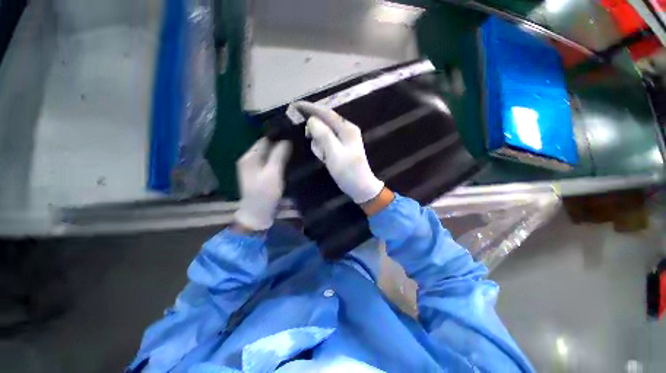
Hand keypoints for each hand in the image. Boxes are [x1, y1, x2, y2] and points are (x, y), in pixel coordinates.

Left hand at [234, 138, 290, 230]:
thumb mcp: (272, 173)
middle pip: (267, 147)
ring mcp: (255, 168)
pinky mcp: (261, 175)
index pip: (265, 139)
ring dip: (281, 153)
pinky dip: (279, 161)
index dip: (279, 136)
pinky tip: (289, 161)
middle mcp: (250, 159)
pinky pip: (271, 163)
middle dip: (281, 144)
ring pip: (270, 155)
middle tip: (297, 143)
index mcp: (249, 156)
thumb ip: (279, 155)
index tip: (294, 135)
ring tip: (296, 151)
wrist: (258, 214)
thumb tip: (287, 139)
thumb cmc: (264, 193)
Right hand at [291, 101, 384, 203]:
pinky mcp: (341, 147)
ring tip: (322, 156)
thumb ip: (323, 135)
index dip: (310, 108)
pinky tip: (325, 158)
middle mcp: (346, 130)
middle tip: (309, 140)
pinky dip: (323, 148)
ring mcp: (345, 139)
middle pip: (325, 122)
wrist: (361, 187)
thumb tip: (312, 120)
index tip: (295, 106)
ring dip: (319, 142)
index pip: (326, 113)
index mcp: (347, 129)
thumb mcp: (334, 154)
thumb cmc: (348, 172)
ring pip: (325, 133)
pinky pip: (327, 142)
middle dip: (315, 130)